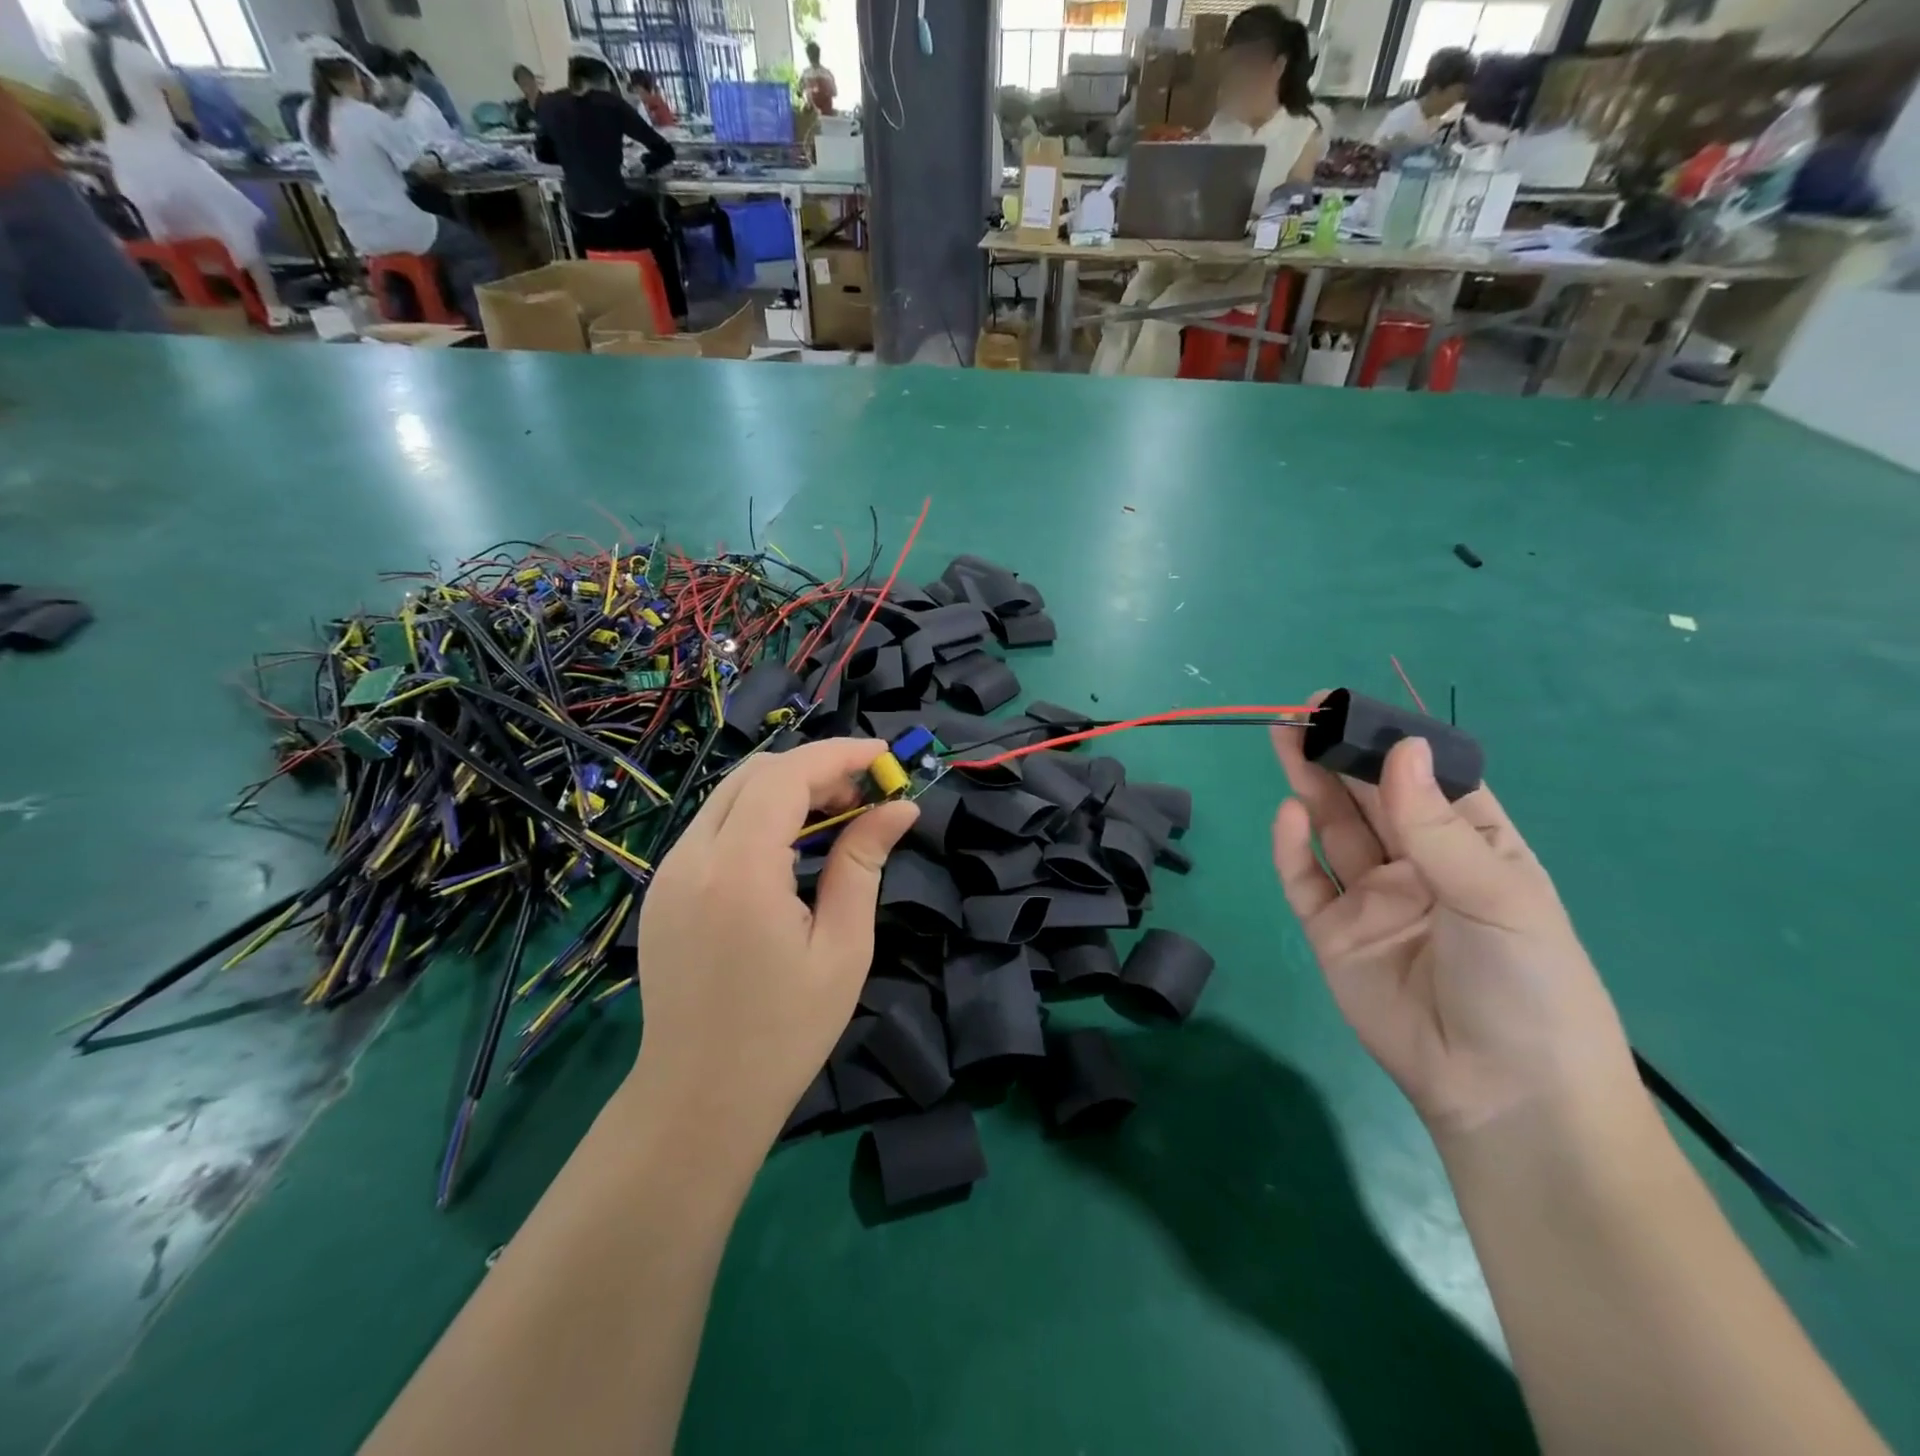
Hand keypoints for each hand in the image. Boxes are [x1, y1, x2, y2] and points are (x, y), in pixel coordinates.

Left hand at [631, 739, 916, 1149]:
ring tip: (837, 816)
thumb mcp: (842, 947)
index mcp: (738, 870)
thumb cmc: (784, 1032)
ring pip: (730, 795)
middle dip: (815, 768)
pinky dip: (758, 815)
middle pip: (754, 773)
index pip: (786, 775)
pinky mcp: (663, 889)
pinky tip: (791, 847)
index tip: (885, 758)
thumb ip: (863, 863)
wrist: (698, 1099)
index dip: (839, 755)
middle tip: (866, 795)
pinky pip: (714, 826)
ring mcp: (668, 872)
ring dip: (786, 789)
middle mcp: (692, 857)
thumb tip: (900, 807)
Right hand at [1270, 703, 1637, 1137]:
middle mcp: (1418, 866)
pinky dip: (1292, 848)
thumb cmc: (1525, 981)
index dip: (1391, 742)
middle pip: (1370, 799)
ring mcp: (1371, 899)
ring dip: (1309, 787)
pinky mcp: (1332, 933)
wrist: (1501, 1091)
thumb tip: (1400, 747)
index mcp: (1473, 849)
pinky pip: (1306, 882)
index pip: (1426, 780)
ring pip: (1333, 831)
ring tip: (1284, 741)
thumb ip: (1436, 824)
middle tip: (1302, 713)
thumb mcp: (1497, 893)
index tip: (1352, 706)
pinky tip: (1287, 815)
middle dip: (1338, 755)